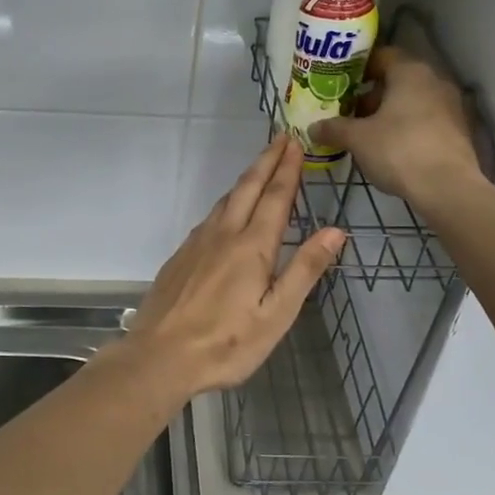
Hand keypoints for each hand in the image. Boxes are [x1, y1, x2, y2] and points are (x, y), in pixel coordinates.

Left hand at [128, 137, 345, 396]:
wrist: (160, 356)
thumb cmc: (226, 343)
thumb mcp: (276, 315)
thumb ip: (305, 270)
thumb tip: (335, 231)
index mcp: (252, 247)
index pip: (276, 198)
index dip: (288, 170)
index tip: (296, 144)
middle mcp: (223, 235)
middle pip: (247, 189)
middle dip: (266, 162)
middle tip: (280, 139)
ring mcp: (197, 244)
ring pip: (225, 201)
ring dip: (245, 179)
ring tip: (259, 167)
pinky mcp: (180, 257)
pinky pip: (209, 217)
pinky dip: (226, 202)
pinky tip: (226, 210)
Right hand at [310, 46, 484, 208]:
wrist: (447, 188)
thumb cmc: (398, 150)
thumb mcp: (357, 139)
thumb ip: (334, 129)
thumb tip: (313, 128)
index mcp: (410, 72)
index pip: (382, 56)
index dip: (359, 67)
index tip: (340, 82)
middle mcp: (434, 81)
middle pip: (397, 80)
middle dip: (371, 95)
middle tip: (348, 112)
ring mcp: (451, 106)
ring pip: (412, 102)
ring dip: (388, 113)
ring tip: (365, 134)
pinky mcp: (458, 131)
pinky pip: (425, 121)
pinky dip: (406, 128)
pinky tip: (390, 149)